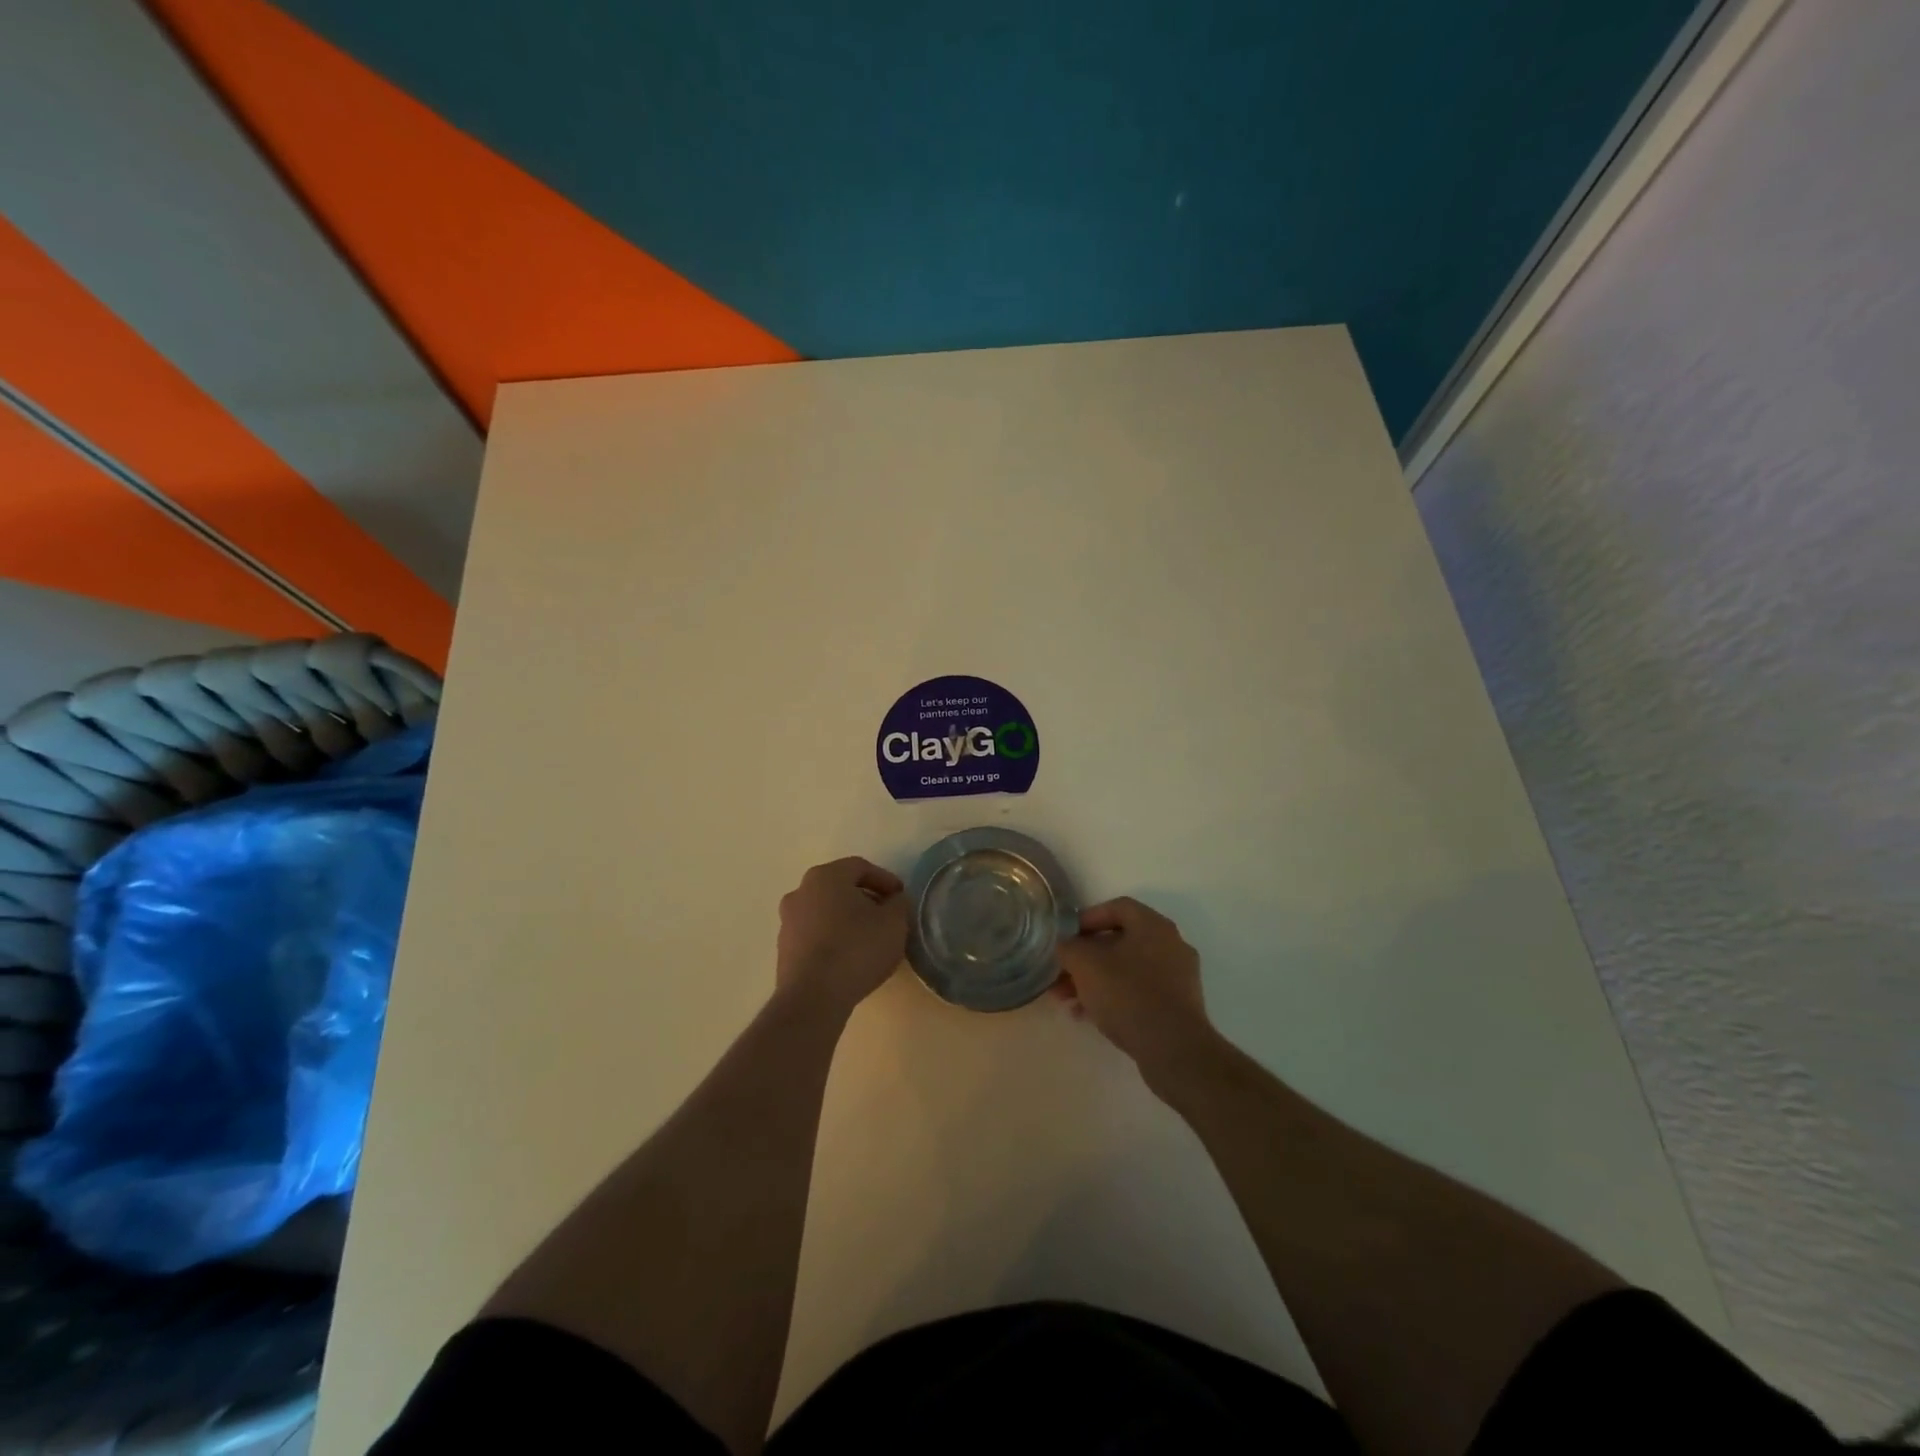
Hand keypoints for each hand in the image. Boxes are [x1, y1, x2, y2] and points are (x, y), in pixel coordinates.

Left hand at [775, 857, 909, 1018]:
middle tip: (886, 916)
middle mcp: (801, 891)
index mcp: (826, 876)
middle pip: (840, 887)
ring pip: (825, 911)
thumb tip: (894, 900)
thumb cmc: (856, 949)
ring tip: (869, 939)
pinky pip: (815, 935)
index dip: (885, 880)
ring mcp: (788, 921)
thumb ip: (899, 904)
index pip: (860, 867)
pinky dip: (832, 939)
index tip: (901, 898)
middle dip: (865, 899)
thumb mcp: (894, 923)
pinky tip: (849, 958)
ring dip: (847, 919)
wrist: (813, 998)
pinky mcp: (784, 949)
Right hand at [1055, 897, 1218, 1082]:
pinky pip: (1140, 992)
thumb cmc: (1128, 994)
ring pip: (1127, 969)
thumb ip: (1069, 947)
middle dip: (1086, 958)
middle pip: (1120, 941)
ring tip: (1068, 1001)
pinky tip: (1090, 1017)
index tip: (1067, 936)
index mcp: (1153, 925)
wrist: (1174, 1049)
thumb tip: (1066, 946)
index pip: (1117, 907)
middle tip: (1062, 974)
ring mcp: (1178, 977)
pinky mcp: (1178, 1006)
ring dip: (1096, 981)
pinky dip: (1114, 997)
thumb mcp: (1086, 965)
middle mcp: (1171, 945)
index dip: (1088, 918)